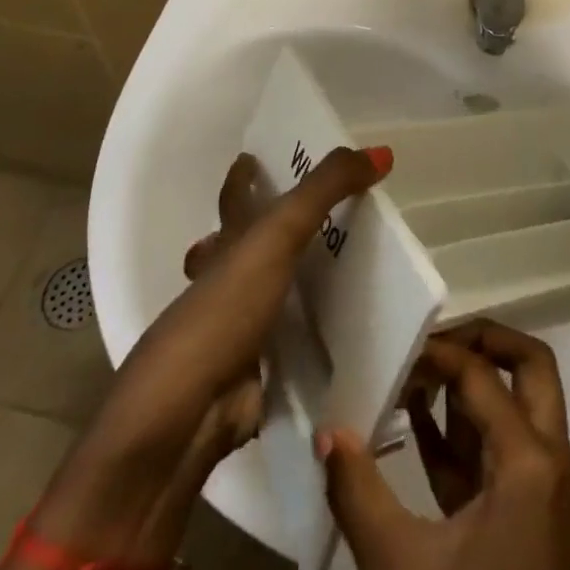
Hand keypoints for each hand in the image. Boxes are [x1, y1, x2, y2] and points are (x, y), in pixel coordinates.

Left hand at [32, 145, 389, 568]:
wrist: (188, 416)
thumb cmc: (224, 311)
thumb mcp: (277, 235)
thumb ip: (326, 190)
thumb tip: (381, 152)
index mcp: (226, 245)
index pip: (234, 197)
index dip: (243, 176)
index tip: (256, 157)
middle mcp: (228, 283)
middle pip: (250, 248)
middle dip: (276, 233)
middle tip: (327, 216)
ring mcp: (240, 331)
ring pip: (272, 295)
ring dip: (299, 284)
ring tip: (350, 269)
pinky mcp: (258, 373)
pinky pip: (293, 345)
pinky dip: (314, 336)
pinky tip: (348, 332)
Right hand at [319, 320, 569, 569]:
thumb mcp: (400, 568)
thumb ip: (359, 492)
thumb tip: (326, 433)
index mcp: (530, 461)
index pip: (481, 376)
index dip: (438, 354)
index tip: (394, 350)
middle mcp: (550, 462)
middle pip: (531, 369)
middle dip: (484, 343)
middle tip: (432, 342)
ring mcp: (546, 492)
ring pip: (519, 408)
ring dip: (472, 388)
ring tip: (413, 379)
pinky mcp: (532, 521)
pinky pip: (502, 454)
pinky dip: (467, 433)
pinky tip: (417, 429)